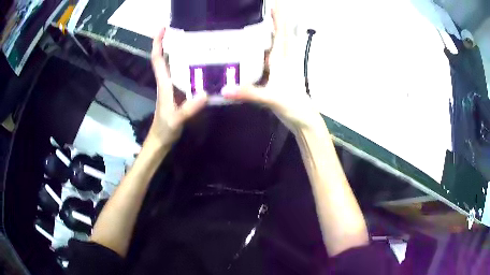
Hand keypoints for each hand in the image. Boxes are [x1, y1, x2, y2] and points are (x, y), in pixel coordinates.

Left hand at [148, 28, 207, 145]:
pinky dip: (189, 66)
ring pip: (173, 64)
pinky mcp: (178, 92)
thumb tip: (205, 93)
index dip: (158, 42)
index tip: (163, 28)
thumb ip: (189, 108)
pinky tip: (201, 64)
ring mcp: (172, 86)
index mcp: (164, 84)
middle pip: (165, 57)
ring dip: (179, 51)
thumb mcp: (176, 119)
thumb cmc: (164, 129)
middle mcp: (166, 81)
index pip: (157, 59)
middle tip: (185, 29)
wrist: (160, 140)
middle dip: (170, 41)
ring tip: (196, 42)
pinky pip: (182, 74)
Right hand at [222, 8, 321, 132]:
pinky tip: (250, 50)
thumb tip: (225, 89)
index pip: (282, 33)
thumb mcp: (271, 98)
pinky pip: (267, 58)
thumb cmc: (293, 107)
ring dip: (268, 33)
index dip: (279, 18)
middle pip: (279, 35)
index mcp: (282, 60)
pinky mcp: (276, 77)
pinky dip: (261, 51)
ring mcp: (280, 68)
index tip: (275, 3)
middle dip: (273, 20)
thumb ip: (249, 93)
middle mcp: (282, 60)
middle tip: (262, 9)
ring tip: (254, 22)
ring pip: (274, 46)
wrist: (303, 120)